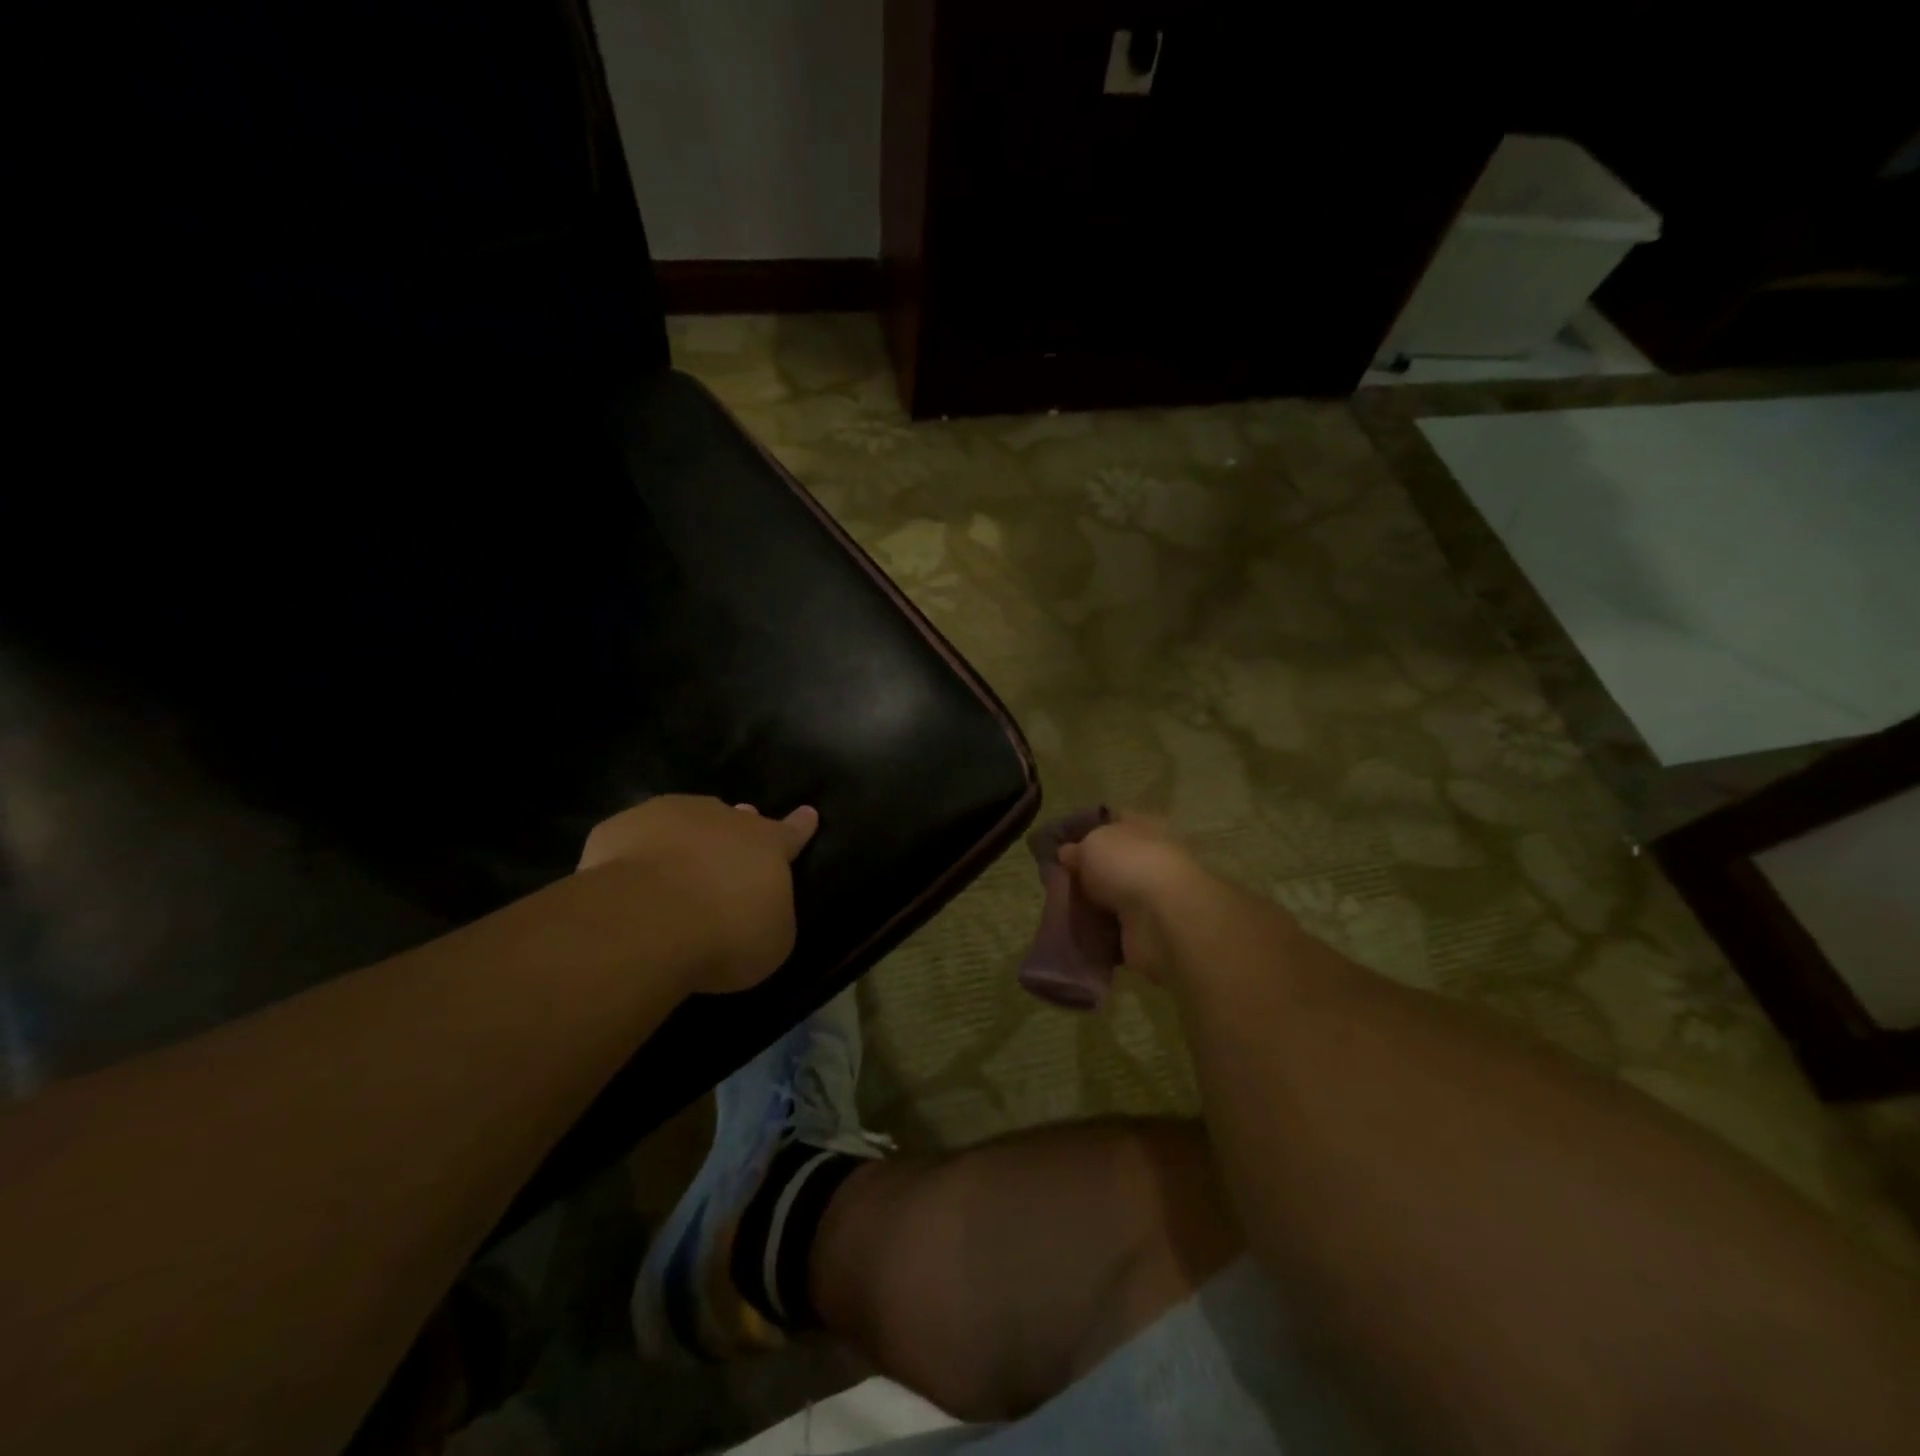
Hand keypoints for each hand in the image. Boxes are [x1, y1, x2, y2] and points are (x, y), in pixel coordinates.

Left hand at [578, 795, 819, 993]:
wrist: (648, 919)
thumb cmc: (726, 934)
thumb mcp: (771, 941)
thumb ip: (771, 915)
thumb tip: (760, 906)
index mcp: (767, 844)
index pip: (791, 832)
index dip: (800, 826)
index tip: (808, 813)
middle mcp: (722, 819)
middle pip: (733, 820)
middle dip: (734, 833)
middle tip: (728, 853)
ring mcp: (668, 816)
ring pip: (683, 820)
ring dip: (684, 839)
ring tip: (674, 870)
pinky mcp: (619, 828)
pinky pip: (633, 838)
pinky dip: (635, 855)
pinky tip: (625, 883)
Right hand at [1059, 816, 1246, 984]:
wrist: (1163, 920)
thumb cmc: (1129, 865)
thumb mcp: (1093, 843)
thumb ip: (1078, 847)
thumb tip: (1068, 853)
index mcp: (1144, 828)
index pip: (1114, 821)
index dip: (1087, 829)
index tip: (1060, 842)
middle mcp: (1151, 860)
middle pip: (1111, 864)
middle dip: (1085, 873)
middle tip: (1054, 880)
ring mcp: (1151, 899)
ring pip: (1111, 899)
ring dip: (1089, 905)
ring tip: (1059, 908)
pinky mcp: (1146, 933)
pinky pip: (1112, 931)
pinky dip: (1096, 933)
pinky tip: (1073, 931)